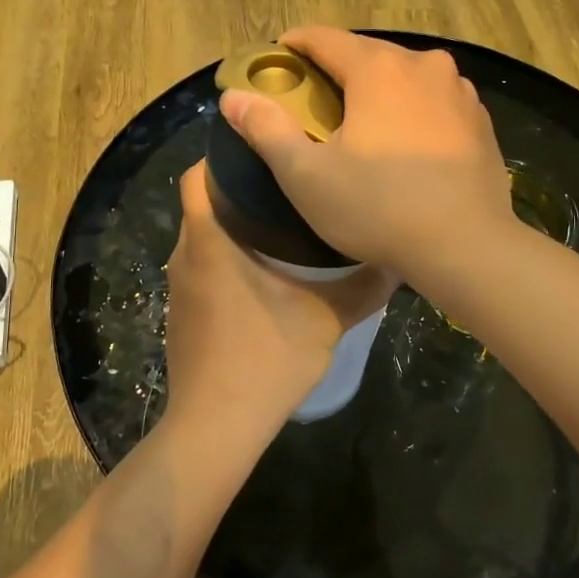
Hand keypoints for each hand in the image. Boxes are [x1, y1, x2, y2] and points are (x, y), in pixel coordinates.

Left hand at [163, 162, 398, 437]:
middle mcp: (186, 254)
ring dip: (233, 224)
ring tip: (282, 221)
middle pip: (202, 202)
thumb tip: (397, 259)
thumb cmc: (266, 360)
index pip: (198, 175)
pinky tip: (263, 273)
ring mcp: (180, 286)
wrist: (216, 427)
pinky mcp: (182, 312)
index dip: (223, 154)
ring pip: (202, 235)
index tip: (263, 150)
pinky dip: (226, 256)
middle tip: (288, 182)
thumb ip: (363, 286)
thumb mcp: (326, 319)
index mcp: (211, 241)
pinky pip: (201, 266)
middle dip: (238, 188)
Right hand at [218, 27, 513, 277]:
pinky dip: (413, 110)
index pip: (325, 38)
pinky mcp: (481, 120)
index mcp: (378, 68)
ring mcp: (459, 91)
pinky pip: (435, 101)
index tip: (278, 59)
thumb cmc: (378, 207)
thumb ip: (266, 129)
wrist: (467, 246)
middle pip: (367, 53)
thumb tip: (233, 96)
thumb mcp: (306, 174)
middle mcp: (423, 65)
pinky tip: (406, 142)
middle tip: (314, 99)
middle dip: (337, 69)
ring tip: (361, 121)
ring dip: (379, 89)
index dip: (295, 45)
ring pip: (405, 76)